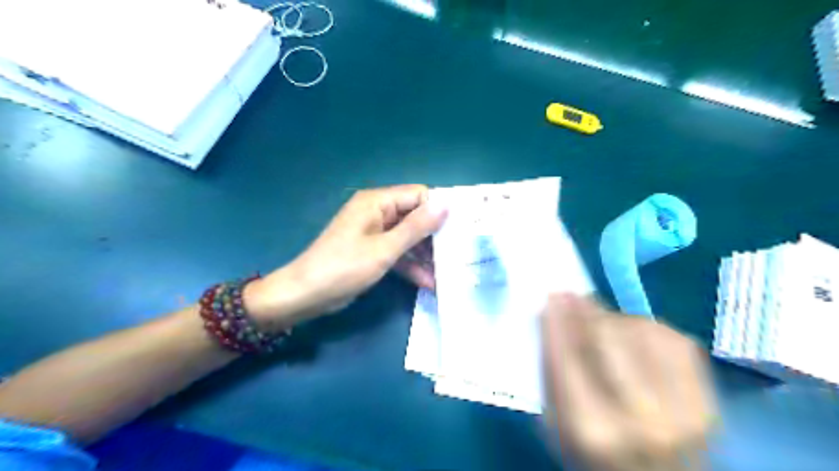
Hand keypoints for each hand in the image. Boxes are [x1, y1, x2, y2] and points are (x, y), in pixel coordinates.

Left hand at [247, 184, 447, 331]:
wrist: (306, 295)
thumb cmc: (344, 267)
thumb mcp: (385, 249)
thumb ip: (417, 227)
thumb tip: (446, 203)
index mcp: (377, 202)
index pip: (418, 195)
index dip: (439, 209)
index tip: (462, 227)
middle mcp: (377, 212)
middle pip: (415, 217)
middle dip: (435, 236)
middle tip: (459, 252)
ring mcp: (374, 233)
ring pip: (408, 237)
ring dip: (425, 255)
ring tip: (447, 272)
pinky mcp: (372, 251)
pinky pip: (397, 252)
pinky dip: (410, 265)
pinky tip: (428, 282)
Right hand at [544, 294, 713, 470]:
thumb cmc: (595, 454)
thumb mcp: (556, 426)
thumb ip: (550, 375)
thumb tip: (550, 320)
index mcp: (591, 427)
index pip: (567, 357)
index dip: (558, 320)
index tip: (551, 296)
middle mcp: (639, 418)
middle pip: (607, 338)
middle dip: (585, 309)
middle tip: (571, 294)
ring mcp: (680, 407)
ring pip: (639, 332)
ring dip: (613, 318)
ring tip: (599, 318)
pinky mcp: (708, 398)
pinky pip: (670, 337)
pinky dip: (645, 328)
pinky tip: (631, 333)